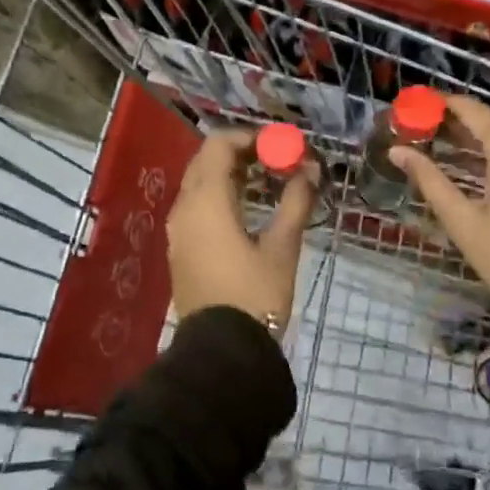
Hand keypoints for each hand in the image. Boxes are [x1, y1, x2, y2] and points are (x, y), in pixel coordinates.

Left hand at [167, 129, 316, 332]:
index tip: (280, 145)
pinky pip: (196, 204)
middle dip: (240, 152)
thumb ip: (296, 202)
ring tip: (267, 179)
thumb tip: (311, 170)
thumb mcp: (282, 247)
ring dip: (230, 172)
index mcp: (206, 202)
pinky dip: (219, 193)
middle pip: (206, 160)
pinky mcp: (181, 247)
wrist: (221, 352)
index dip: (249, 137)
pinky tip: (247, 206)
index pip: (219, 145)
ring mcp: (178, 229)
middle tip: (275, 159)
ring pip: (199, 182)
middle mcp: (184, 208)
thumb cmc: (254, 295)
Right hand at [391, 93, 489, 334]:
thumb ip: (430, 180)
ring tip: (446, 150)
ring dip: (481, 144)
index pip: (474, 111)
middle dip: (459, 126)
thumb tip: (397, 151)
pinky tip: (482, 172)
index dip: (445, 103)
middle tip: (425, 131)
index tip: (419, 102)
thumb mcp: (463, 222)